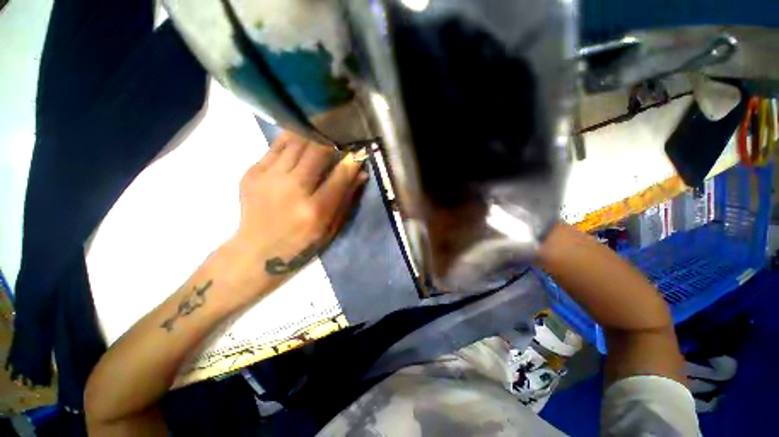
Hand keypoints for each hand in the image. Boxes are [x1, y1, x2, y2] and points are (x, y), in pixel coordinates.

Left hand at [231, 132, 366, 284]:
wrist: (257, 251)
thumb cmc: (302, 244)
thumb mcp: (331, 227)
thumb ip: (346, 199)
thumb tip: (361, 173)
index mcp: (315, 210)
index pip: (340, 175)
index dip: (352, 160)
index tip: (359, 152)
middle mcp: (292, 190)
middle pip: (317, 152)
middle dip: (332, 142)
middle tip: (339, 140)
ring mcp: (268, 179)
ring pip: (296, 143)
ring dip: (313, 136)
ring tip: (321, 135)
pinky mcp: (252, 173)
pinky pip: (276, 146)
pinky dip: (291, 140)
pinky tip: (300, 141)